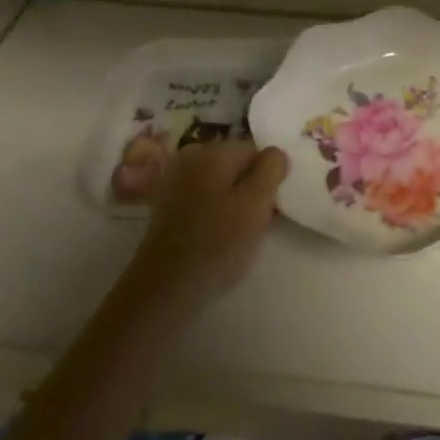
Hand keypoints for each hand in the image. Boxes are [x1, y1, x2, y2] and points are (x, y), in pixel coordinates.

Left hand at [126, 141, 289, 309]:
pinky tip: (213, 238)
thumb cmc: (217, 242)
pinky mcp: (165, 208)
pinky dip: (212, 213)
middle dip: (249, 189)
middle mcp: (191, 158)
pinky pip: (201, 199)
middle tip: (254, 223)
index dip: (268, 178)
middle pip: (236, 165)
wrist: (164, 288)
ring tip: (235, 235)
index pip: (255, 150)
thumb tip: (275, 154)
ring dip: (232, 202)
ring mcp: (174, 182)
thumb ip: (272, 168)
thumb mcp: (257, 201)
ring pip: (219, 184)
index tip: (268, 207)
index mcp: (213, 151)